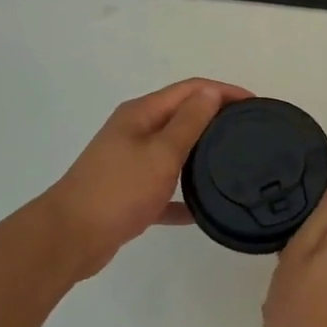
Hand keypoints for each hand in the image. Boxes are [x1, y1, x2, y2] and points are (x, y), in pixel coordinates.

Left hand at [40, 78, 251, 274]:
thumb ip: (189, 122)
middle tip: (249, 131)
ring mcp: (128, 162)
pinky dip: (181, 194)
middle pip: (181, 115)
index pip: (190, 90)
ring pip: (172, 151)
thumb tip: (211, 92)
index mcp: (141, 114)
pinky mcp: (127, 192)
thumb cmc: (119, 190)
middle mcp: (134, 131)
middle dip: (214, 117)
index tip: (255, 103)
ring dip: (199, 152)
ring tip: (232, 163)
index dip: (223, 91)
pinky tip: (201, 210)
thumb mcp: (161, 153)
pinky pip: (162, 188)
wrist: (70, 237)